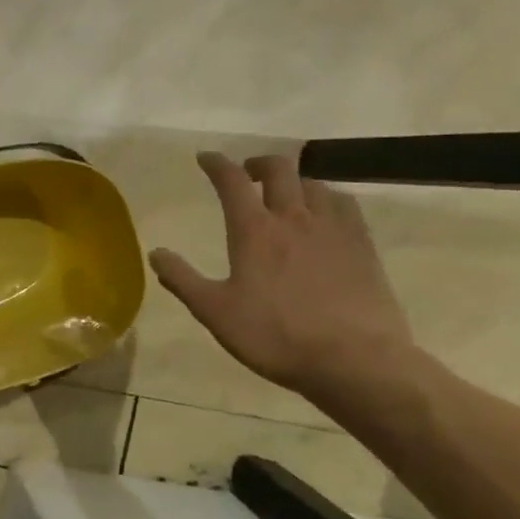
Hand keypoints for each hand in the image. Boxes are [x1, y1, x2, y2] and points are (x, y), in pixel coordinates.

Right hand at [148, 152, 414, 398]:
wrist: (356, 360)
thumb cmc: (276, 336)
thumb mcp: (215, 312)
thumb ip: (182, 280)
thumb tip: (155, 253)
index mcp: (254, 231)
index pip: (232, 181)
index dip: (216, 164)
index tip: (205, 158)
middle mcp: (294, 218)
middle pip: (279, 170)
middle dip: (258, 163)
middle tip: (248, 174)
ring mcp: (333, 229)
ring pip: (314, 183)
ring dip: (295, 181)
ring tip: (287, 196)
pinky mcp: (363, 245)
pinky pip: (345, 205)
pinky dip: (327, 198)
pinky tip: (325, 215)